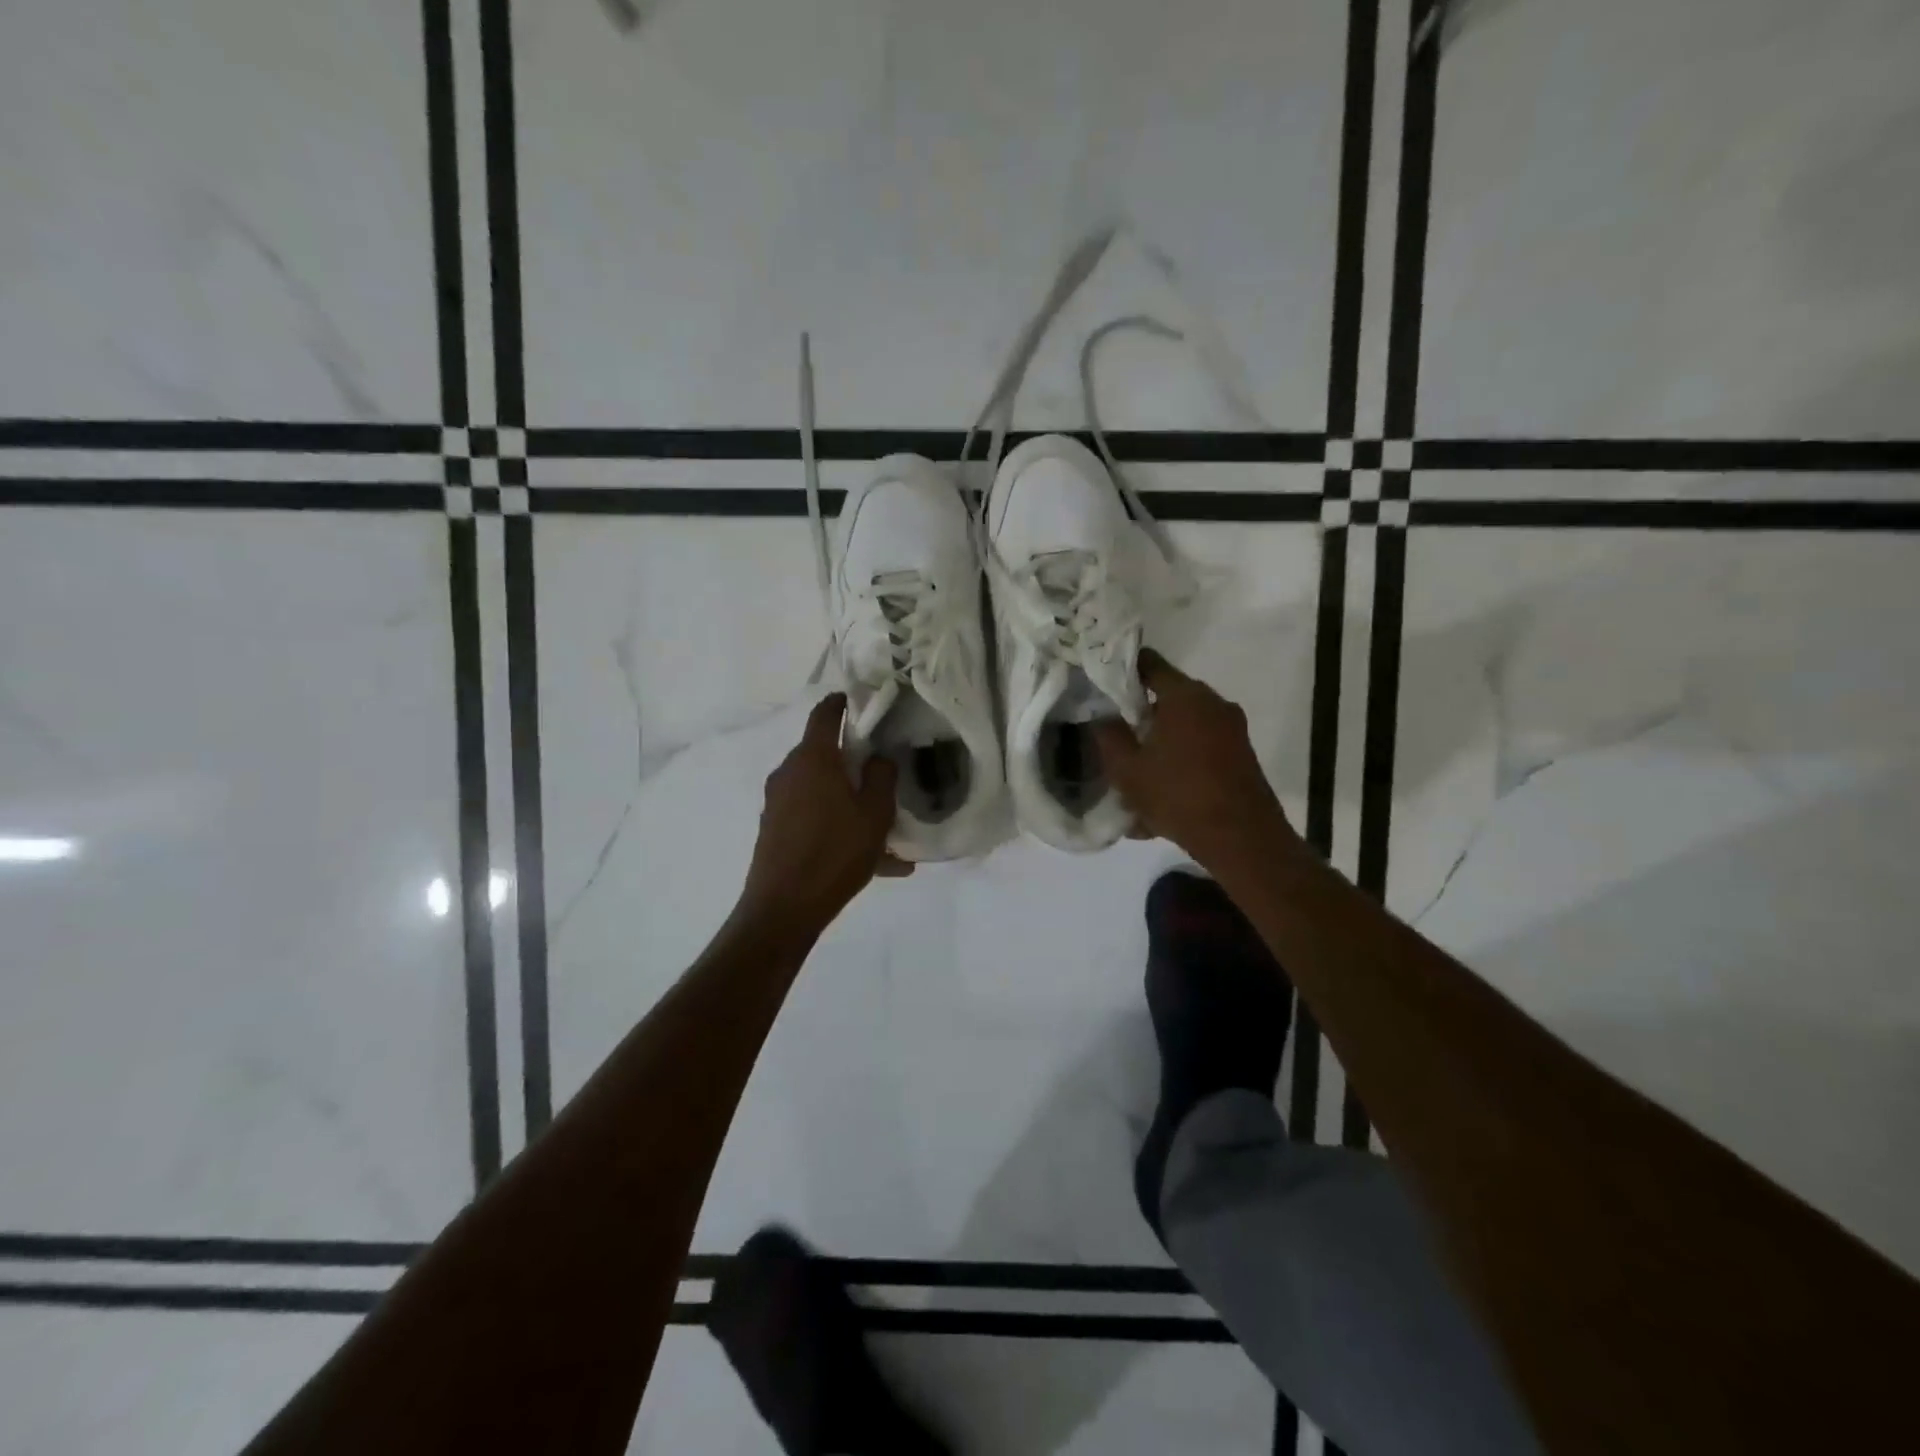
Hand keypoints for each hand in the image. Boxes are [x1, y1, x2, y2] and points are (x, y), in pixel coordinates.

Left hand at [737, 694, 910, 935]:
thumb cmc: (835, 853)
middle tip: (883, 774)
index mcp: (813, 759)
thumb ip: (882, 777)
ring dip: (850, 801)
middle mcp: (789, 773)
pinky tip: (872, 860)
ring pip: (821, 790)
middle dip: (853, 761)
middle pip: (824, 754)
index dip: (842, 703)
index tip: (858, 700)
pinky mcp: (774, 829)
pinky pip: (813, 817)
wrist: (783, 908)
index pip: (825, 714)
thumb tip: (878, 758)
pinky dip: (838, 826)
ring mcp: (777, 802)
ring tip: (885, 833)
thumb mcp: (875, 814)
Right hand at [1093, 649, 1297, 870]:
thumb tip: (1102, 716)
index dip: (1123, 670)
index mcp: (1185, 696)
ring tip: (1137, 772)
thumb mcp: (1127, 769)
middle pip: (1169, 696)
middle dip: (1142, 714)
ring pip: (1185, 726)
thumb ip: (1109, 736)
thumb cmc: (1178, 795)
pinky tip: (1161, 794)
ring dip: (1161, 742)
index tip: (1103, 685)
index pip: (1149, 663)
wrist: (1241, 838)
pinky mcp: (1241, 754)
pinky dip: (1180, 762)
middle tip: (1116, 734)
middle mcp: (1213, 703)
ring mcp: (1232, 729)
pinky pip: (1201, 748)